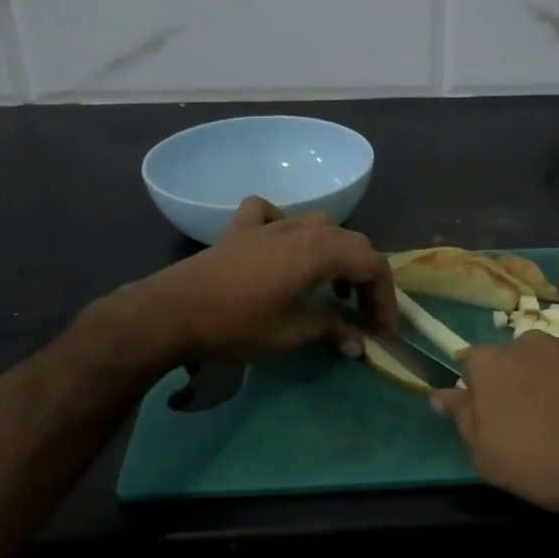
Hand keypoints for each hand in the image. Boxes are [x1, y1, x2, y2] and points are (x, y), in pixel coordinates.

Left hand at [124, 197, 396, 365]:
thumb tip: (358, 344)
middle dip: (365, 276)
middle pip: (352, 242)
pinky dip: (285, 224)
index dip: (384, 296)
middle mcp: (302, 230)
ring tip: (331, 283)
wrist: (173, 311)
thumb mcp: (291, 334)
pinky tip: (280, 245)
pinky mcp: (242, 228)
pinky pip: (271, 213)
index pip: (372, 264)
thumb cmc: (237, 324)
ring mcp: (270, 224)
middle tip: (362, 312)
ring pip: (319, 222)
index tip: (382, 328)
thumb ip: (331, 331)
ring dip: (335, 250)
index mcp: (320, 252)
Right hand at [430, 333, 558, 513]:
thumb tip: (441, 394)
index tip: (499, 430)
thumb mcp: (489, 457)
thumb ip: (463, 420)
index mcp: (492, 364)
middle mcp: (531, 342)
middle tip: (545, 442)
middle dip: (527, 396)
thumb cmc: (549, 458)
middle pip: (520, 368)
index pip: (472, 370)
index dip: (483, 400)